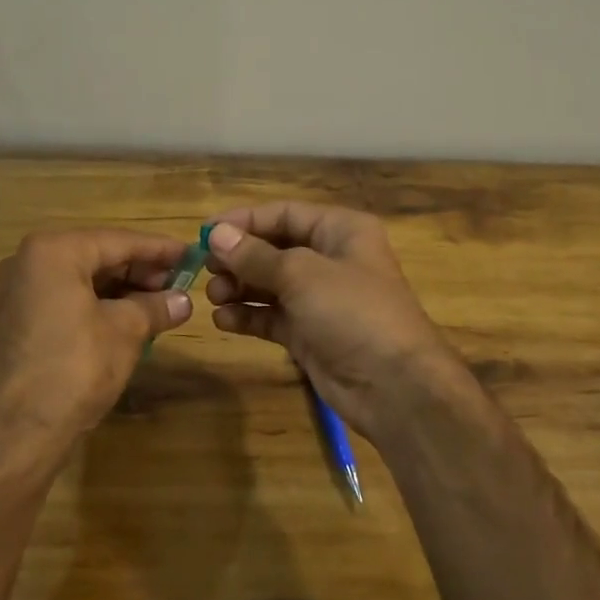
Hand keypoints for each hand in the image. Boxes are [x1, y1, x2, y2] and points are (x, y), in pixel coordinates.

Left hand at [0, 229, 192, 450]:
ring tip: (160, 303)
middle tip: (179, 283)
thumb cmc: (76, 367)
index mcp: (53, 252)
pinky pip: (66, 299)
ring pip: (82, 279)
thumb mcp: (126, 331)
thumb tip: (183, 300)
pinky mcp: (17, 321)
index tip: (191, 254)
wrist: (18, 432)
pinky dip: (98, 305)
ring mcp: (18, 292)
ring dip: (122, 290)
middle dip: (140, 271)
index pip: (118, 241)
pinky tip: (129, 319)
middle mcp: (28, 262)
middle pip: (98, 256)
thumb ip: (156, 307)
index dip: (159, 250)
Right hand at [203, 203, 463, 443]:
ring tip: (213, 296)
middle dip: (239, 257)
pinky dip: (249, 316)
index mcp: (341, 230)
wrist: (394, 386)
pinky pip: (272, 317)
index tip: (205, 232)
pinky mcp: (310, 333)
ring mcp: (321, 299)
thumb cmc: (352, 312)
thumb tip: (216, 235)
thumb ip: (255, 255)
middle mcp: (331, 259)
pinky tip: (224, 321)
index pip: (284, 214)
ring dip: (240, 287)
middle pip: (275, 248)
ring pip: (270, 284)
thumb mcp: (301, 274)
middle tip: (204, 268)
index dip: (244, 221)